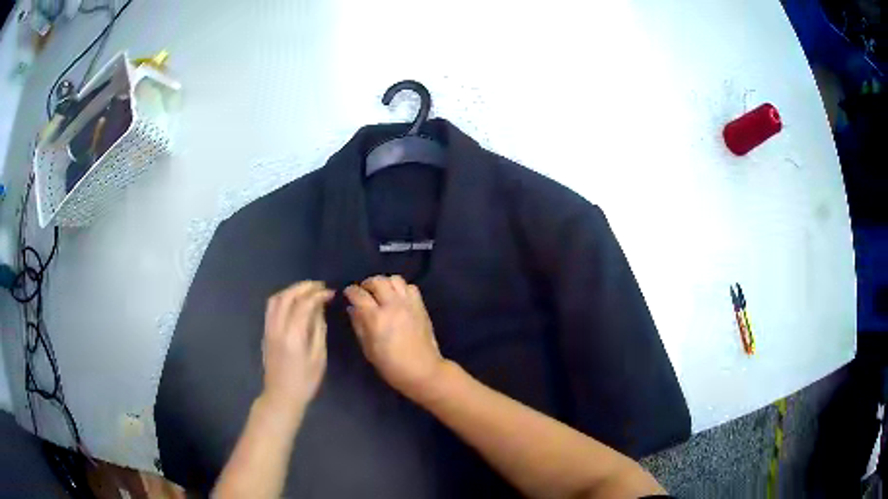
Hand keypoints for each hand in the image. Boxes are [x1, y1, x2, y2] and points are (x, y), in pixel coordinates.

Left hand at [261, 281, 333, 418]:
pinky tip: (294, 302)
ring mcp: (268, 329)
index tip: (330, 293)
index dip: (318, 295)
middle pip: (287, 297)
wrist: (281, 396)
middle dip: (304, 287)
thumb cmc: (305, 381)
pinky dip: (283, 298)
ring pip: (276, 299)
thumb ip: (318, 330)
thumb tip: (320, 309)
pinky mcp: (265, 332)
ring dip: (291, 290)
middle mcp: (277, 328)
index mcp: (293, 335)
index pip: (304, 304)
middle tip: (319, 286)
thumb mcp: (318, 357)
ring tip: (307, 291)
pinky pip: (271, 308)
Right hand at [344, 275, 445, 400]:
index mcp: (376, 318)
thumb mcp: (368, 349)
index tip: (347, 293)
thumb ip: (359, 325)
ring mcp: (409, 304)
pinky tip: (397, 298)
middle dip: (367, 284)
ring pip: (395, 279)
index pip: (359, 295)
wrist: (423, 370)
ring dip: (385, 283)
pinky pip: (410, 287)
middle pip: (377, 281)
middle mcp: (393, 305)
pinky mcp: (421, 306)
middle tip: (364, 293)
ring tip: (381, 293)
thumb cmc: (391, 365)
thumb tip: (352, 309)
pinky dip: (401, 288)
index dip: (350, 291)